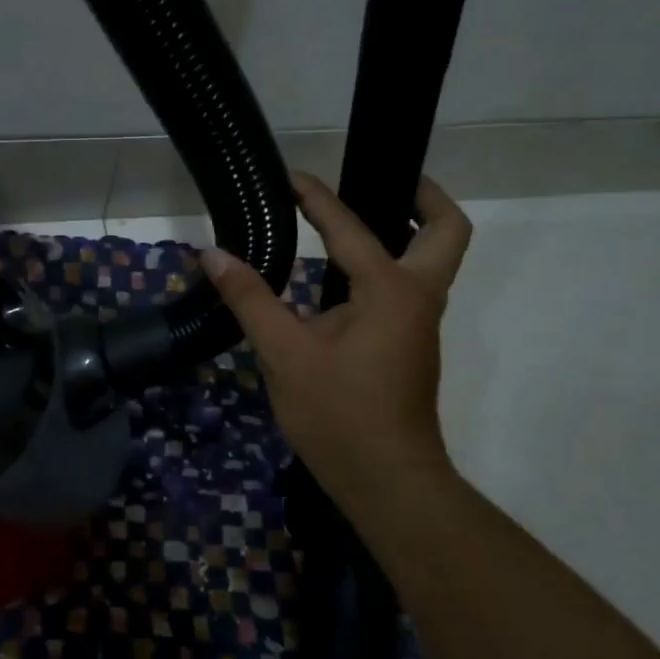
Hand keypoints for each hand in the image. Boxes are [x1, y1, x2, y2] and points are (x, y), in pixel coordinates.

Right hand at [203, 172, 472, 501]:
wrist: (386, 481)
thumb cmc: (338, 415)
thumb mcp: (284, 353)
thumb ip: (250, 298)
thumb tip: (213, 254)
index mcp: (391, 291)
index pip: (351, 228)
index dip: (317, 198)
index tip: (290, 177)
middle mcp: (418, 296)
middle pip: (446, 230)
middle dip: (422, 196)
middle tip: (381, 177)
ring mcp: (419, 322)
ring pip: (434, 257)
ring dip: (407, 228)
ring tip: (354, 215)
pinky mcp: (409, 342)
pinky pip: (408, 283)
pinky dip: (388, 260)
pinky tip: (342, 272)